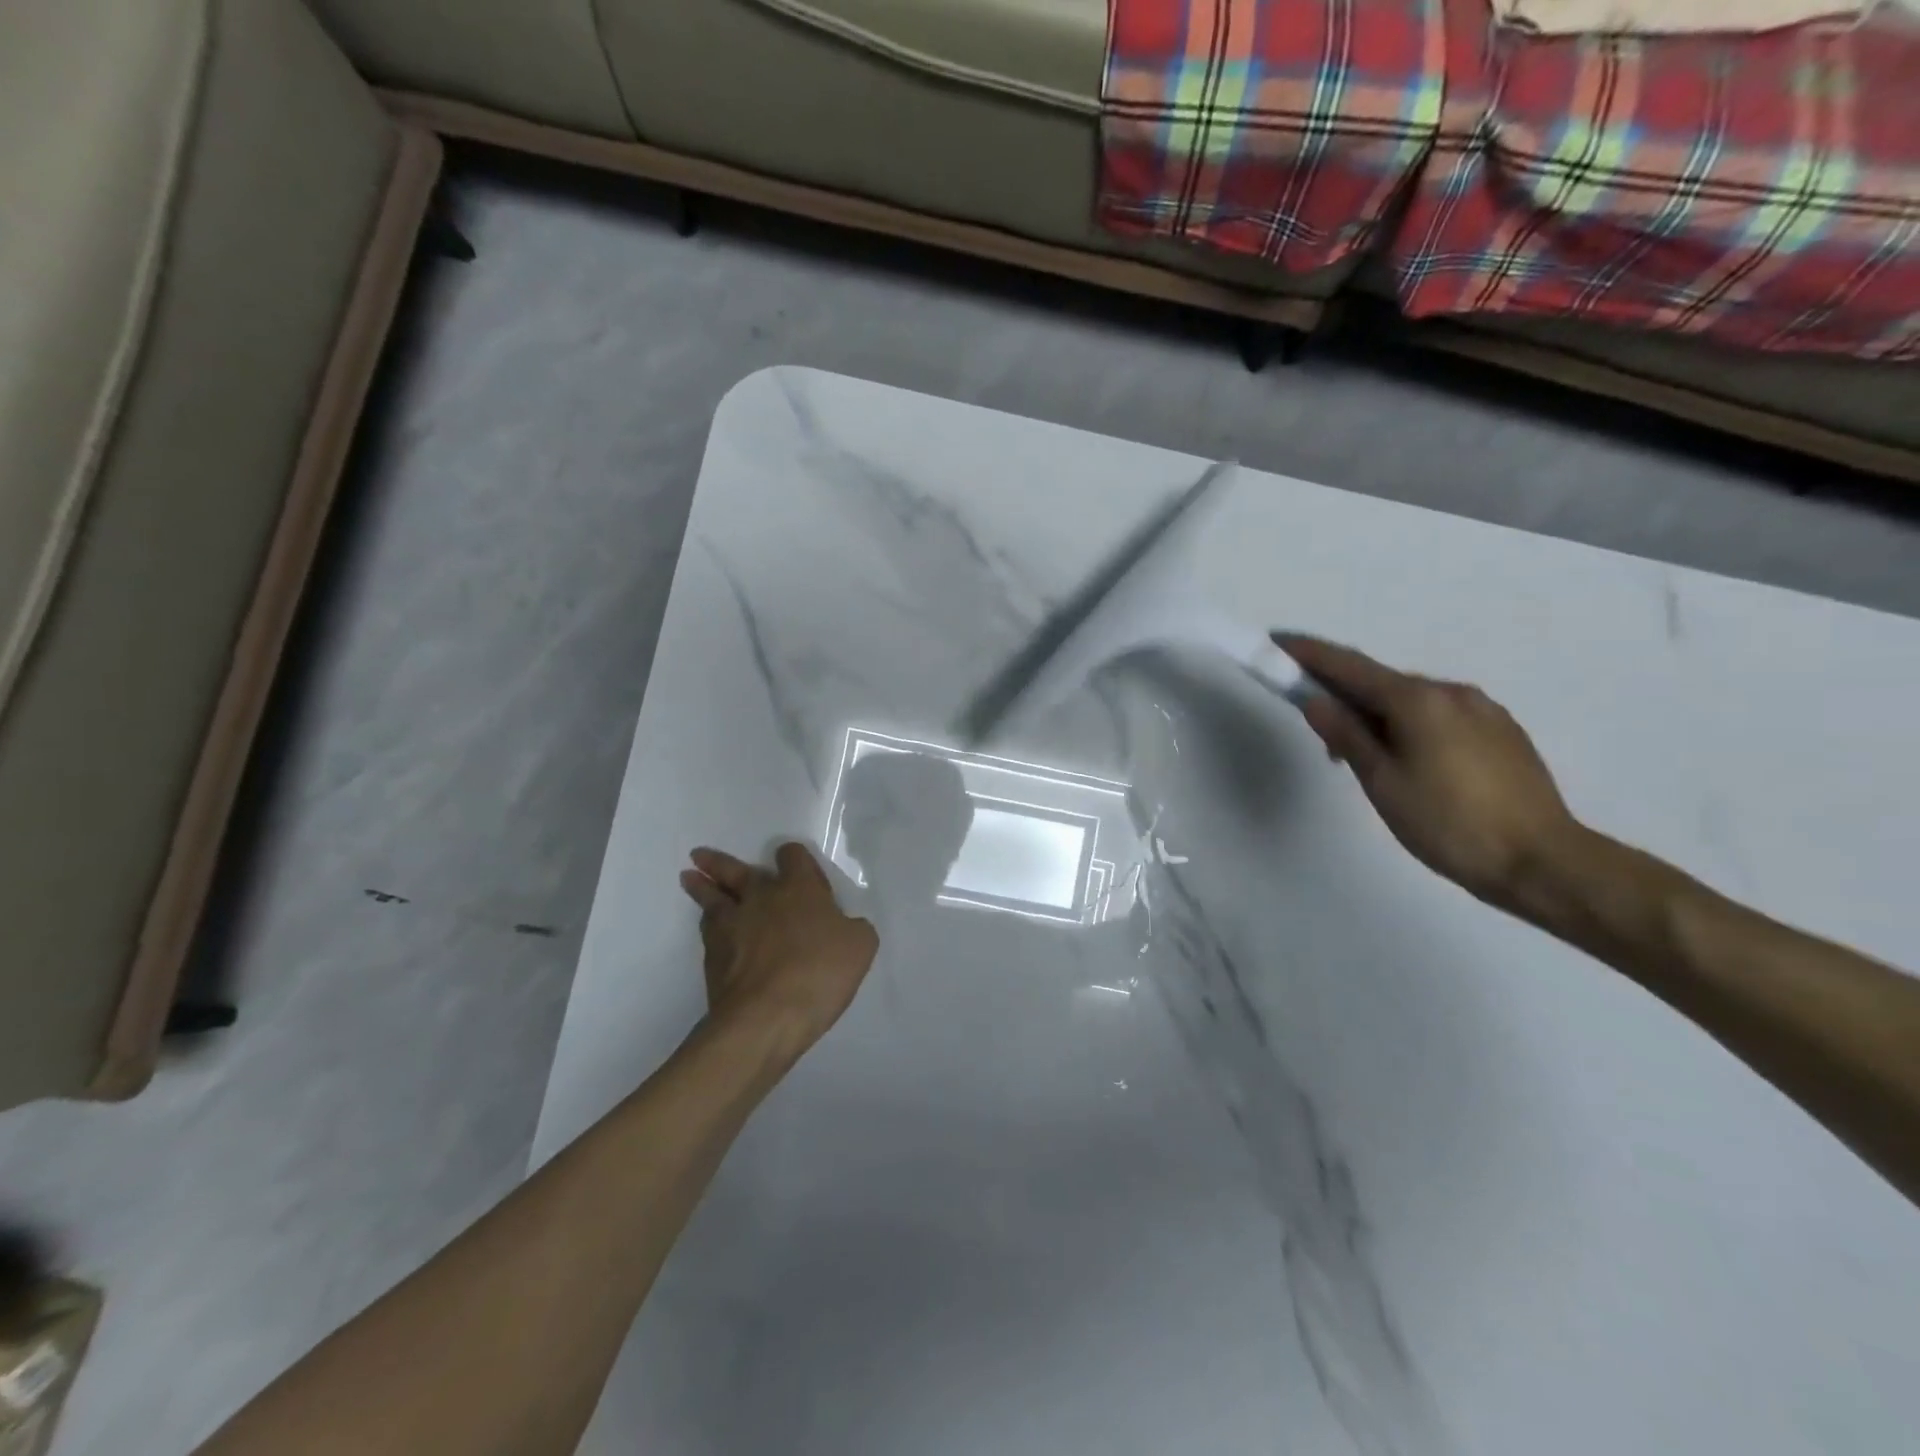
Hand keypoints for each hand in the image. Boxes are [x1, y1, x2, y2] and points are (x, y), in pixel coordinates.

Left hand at [679, 842, 878, 1059]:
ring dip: (701, 887)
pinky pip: (708, 930)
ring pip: (712, 898)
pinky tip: (708, 926)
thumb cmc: (819, 973)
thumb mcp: (860, 946)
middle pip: (736, 871)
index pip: (793, 856)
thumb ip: (852, 928)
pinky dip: (708, 924)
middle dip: (720, 862)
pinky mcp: (713, 957)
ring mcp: (732, 926)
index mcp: (799, 888)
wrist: (766, 1017)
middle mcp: (761, 898)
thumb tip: (842, 927)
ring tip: (689, 878)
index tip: (791, 863)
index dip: (793, 857)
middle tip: (700, 855)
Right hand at [1276, 634, 1581, 910]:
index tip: (1278, 642)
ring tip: (1365, 757)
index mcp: (1418, 700)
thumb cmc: (1448, 822)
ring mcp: (1483, 710)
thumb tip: (1316, 702)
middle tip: (1318, 727)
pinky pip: (1440, 716)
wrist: (1542, 861)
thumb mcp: (1382, 781)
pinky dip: (1410, 725)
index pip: (1350, 666)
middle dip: (1344, 694)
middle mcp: (1452, 692)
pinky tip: (1409, 760)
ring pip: (1413, 701)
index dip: (1310, 654)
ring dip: (1379, 714)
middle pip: (1382, 682)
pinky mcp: (1502, 732)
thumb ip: (1347, 735)